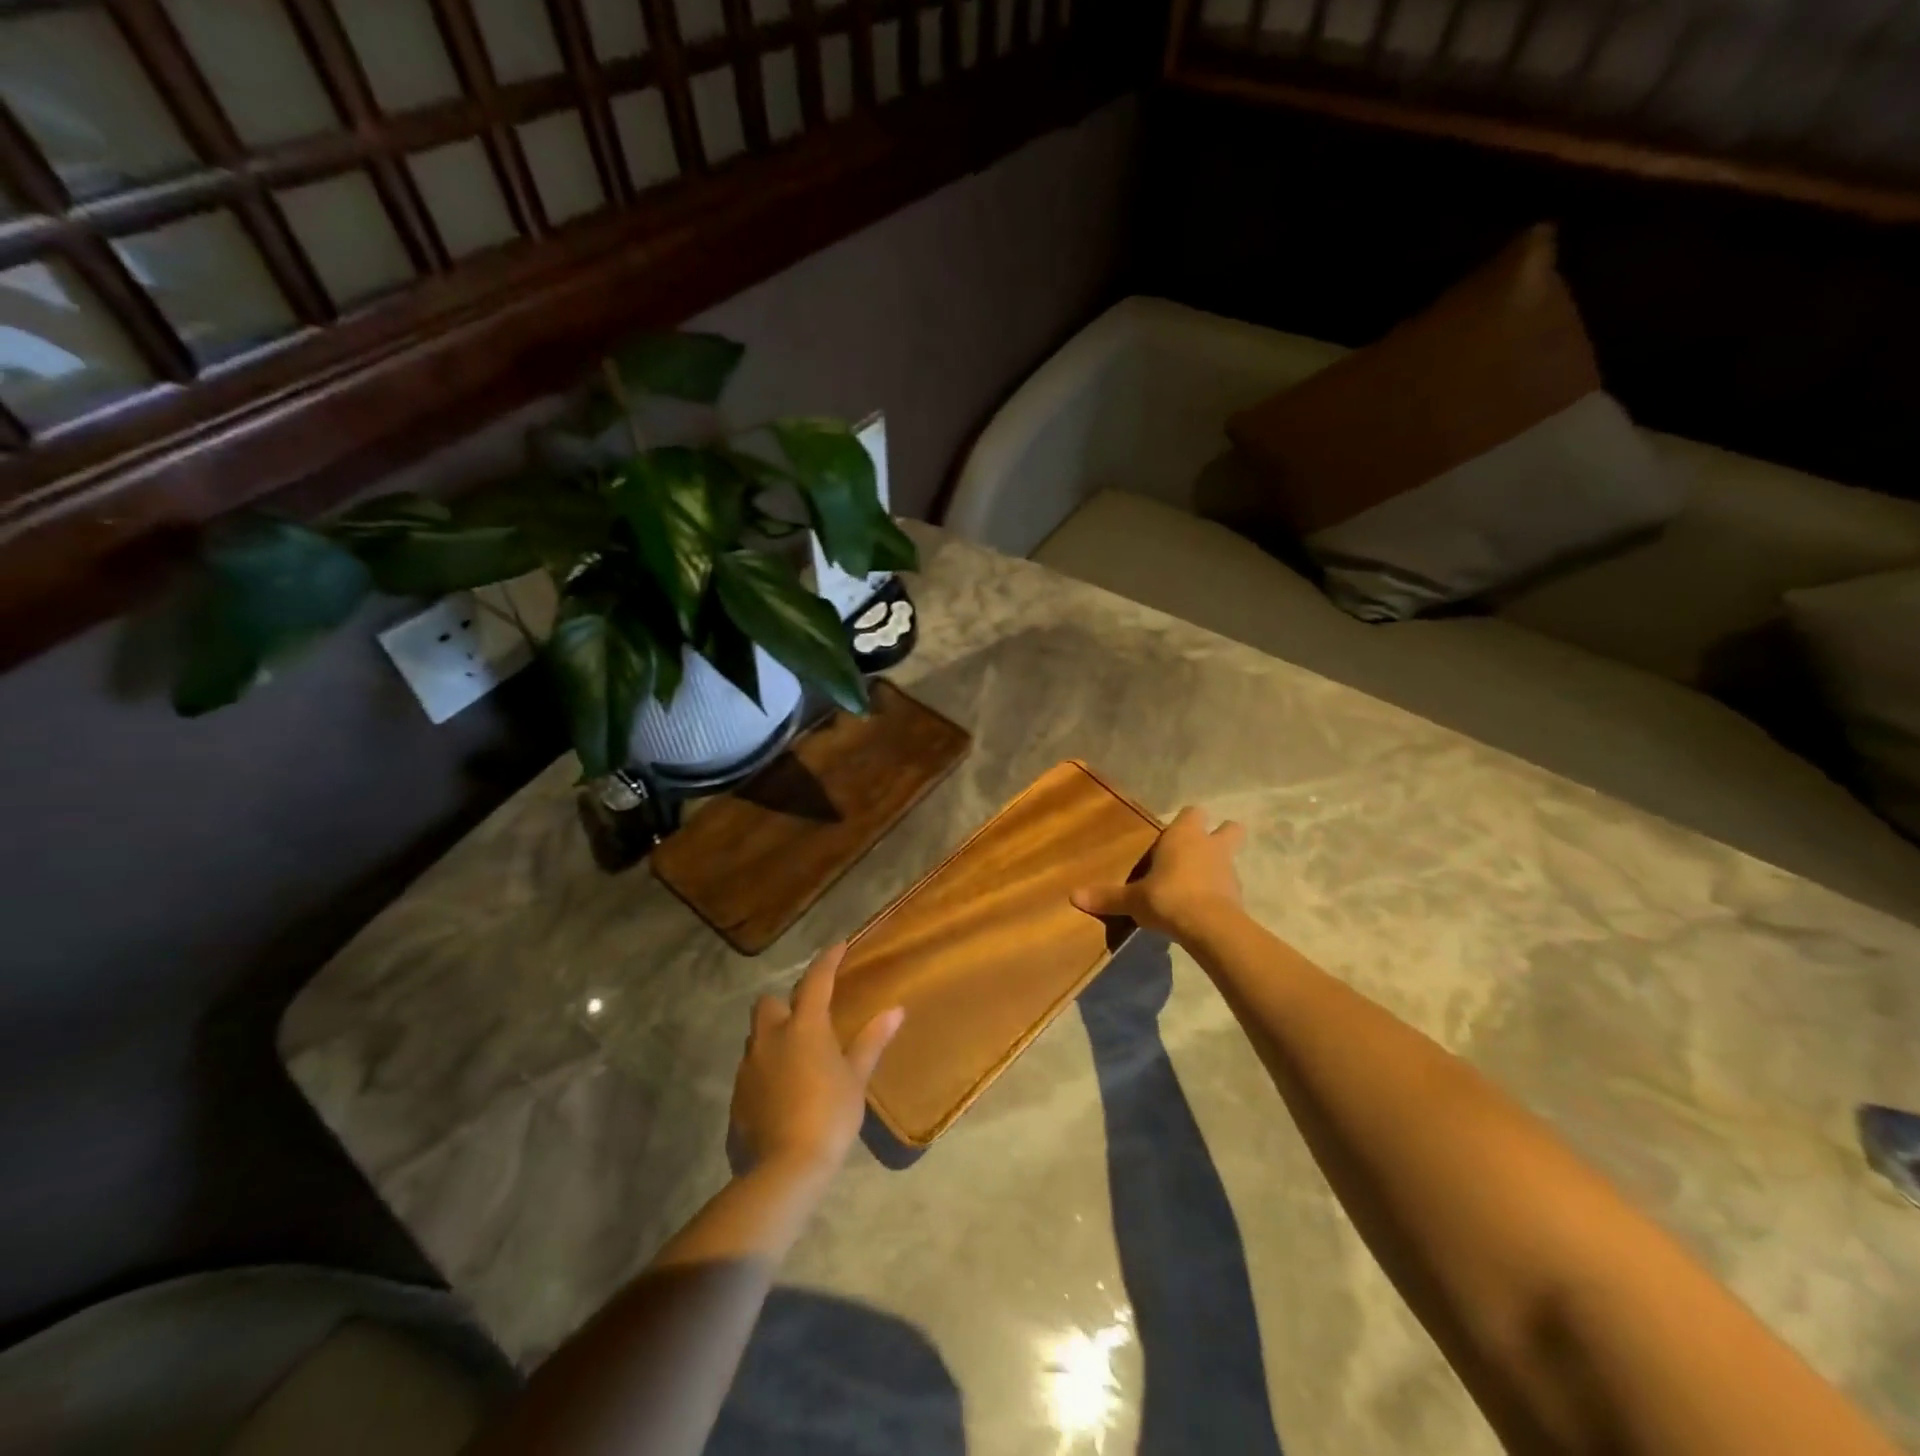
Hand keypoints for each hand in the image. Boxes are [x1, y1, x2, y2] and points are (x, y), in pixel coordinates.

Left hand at [731, 942, 903, 1181]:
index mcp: (803, 1026)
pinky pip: (751, 1069)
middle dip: (784, 1003)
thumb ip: (871, 1041)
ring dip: (774, 1037)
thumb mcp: (856, 1077)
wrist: (785, 1168)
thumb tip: (895, 1010)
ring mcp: (749, 1067)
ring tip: (797, 1056)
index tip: (838, 946)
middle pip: (768, 1004)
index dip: (827, 960)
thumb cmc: (829, 1114)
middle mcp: (770, 1038)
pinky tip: (783, 1090)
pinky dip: (766, 1069)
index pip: (815, 980)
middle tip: (807, 1017)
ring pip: (757, 1037)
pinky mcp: (737, 1095)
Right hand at [1071, 805, 1245, 940]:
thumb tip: (1073, 896)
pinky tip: (1203, 908)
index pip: (1192, 813)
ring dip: (1217, 867)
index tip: (1172, 835)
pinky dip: (1219, 893)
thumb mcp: (1133, 899)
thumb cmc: (1168, 898)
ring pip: (1230, 859)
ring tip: (1196, 885)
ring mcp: (1229, 870)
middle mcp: (1210, 845)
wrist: (1209, 927)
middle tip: (1200, 850)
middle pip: (1229, 828)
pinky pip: (1229, 887)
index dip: (1186, 822)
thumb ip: (1107, 897)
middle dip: (1220, 834)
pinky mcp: (1238, 896)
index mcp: (1184, 835)